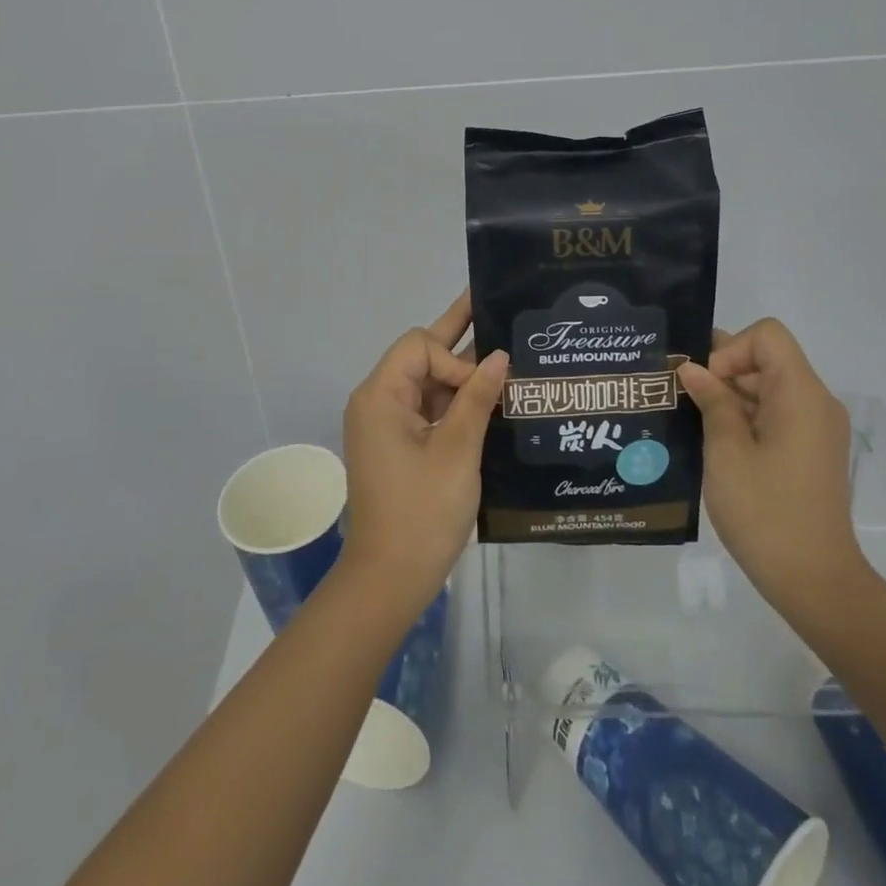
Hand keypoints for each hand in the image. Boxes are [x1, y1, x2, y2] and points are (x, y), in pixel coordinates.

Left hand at [339, 292, 508, 617]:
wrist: (390, 579)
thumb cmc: (421, 513)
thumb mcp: (457, 452)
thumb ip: (477, 399)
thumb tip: (500, 356)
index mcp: (380, 396)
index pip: (419, 346)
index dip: (454, 358)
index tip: (480, 390)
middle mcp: (378, 402)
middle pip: (421, 357)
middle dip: (459, 338)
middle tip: (496, 307)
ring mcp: (387, 424)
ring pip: (427, 383)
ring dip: (462, 377)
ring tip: (508, 359)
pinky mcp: (399, 444)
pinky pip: (429, 409)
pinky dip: (456, 404)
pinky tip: (492, 401)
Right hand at [678, 319, 866, 615]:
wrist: (815, 582)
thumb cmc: (766, 512)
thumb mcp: (726, 451)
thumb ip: (711, 401)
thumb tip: (693, 370)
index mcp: (800, 394)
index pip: (767, 336)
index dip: (730, 350)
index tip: (707, 387)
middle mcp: (815, 403)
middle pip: (766, 359)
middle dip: (722, 372)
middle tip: (681, 397)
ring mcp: (816, 429)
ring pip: (767, 388)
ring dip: (729, 397)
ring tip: (690, 421)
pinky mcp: (810, 452)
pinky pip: (775, 414)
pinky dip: (744, 418)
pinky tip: (713, 444)